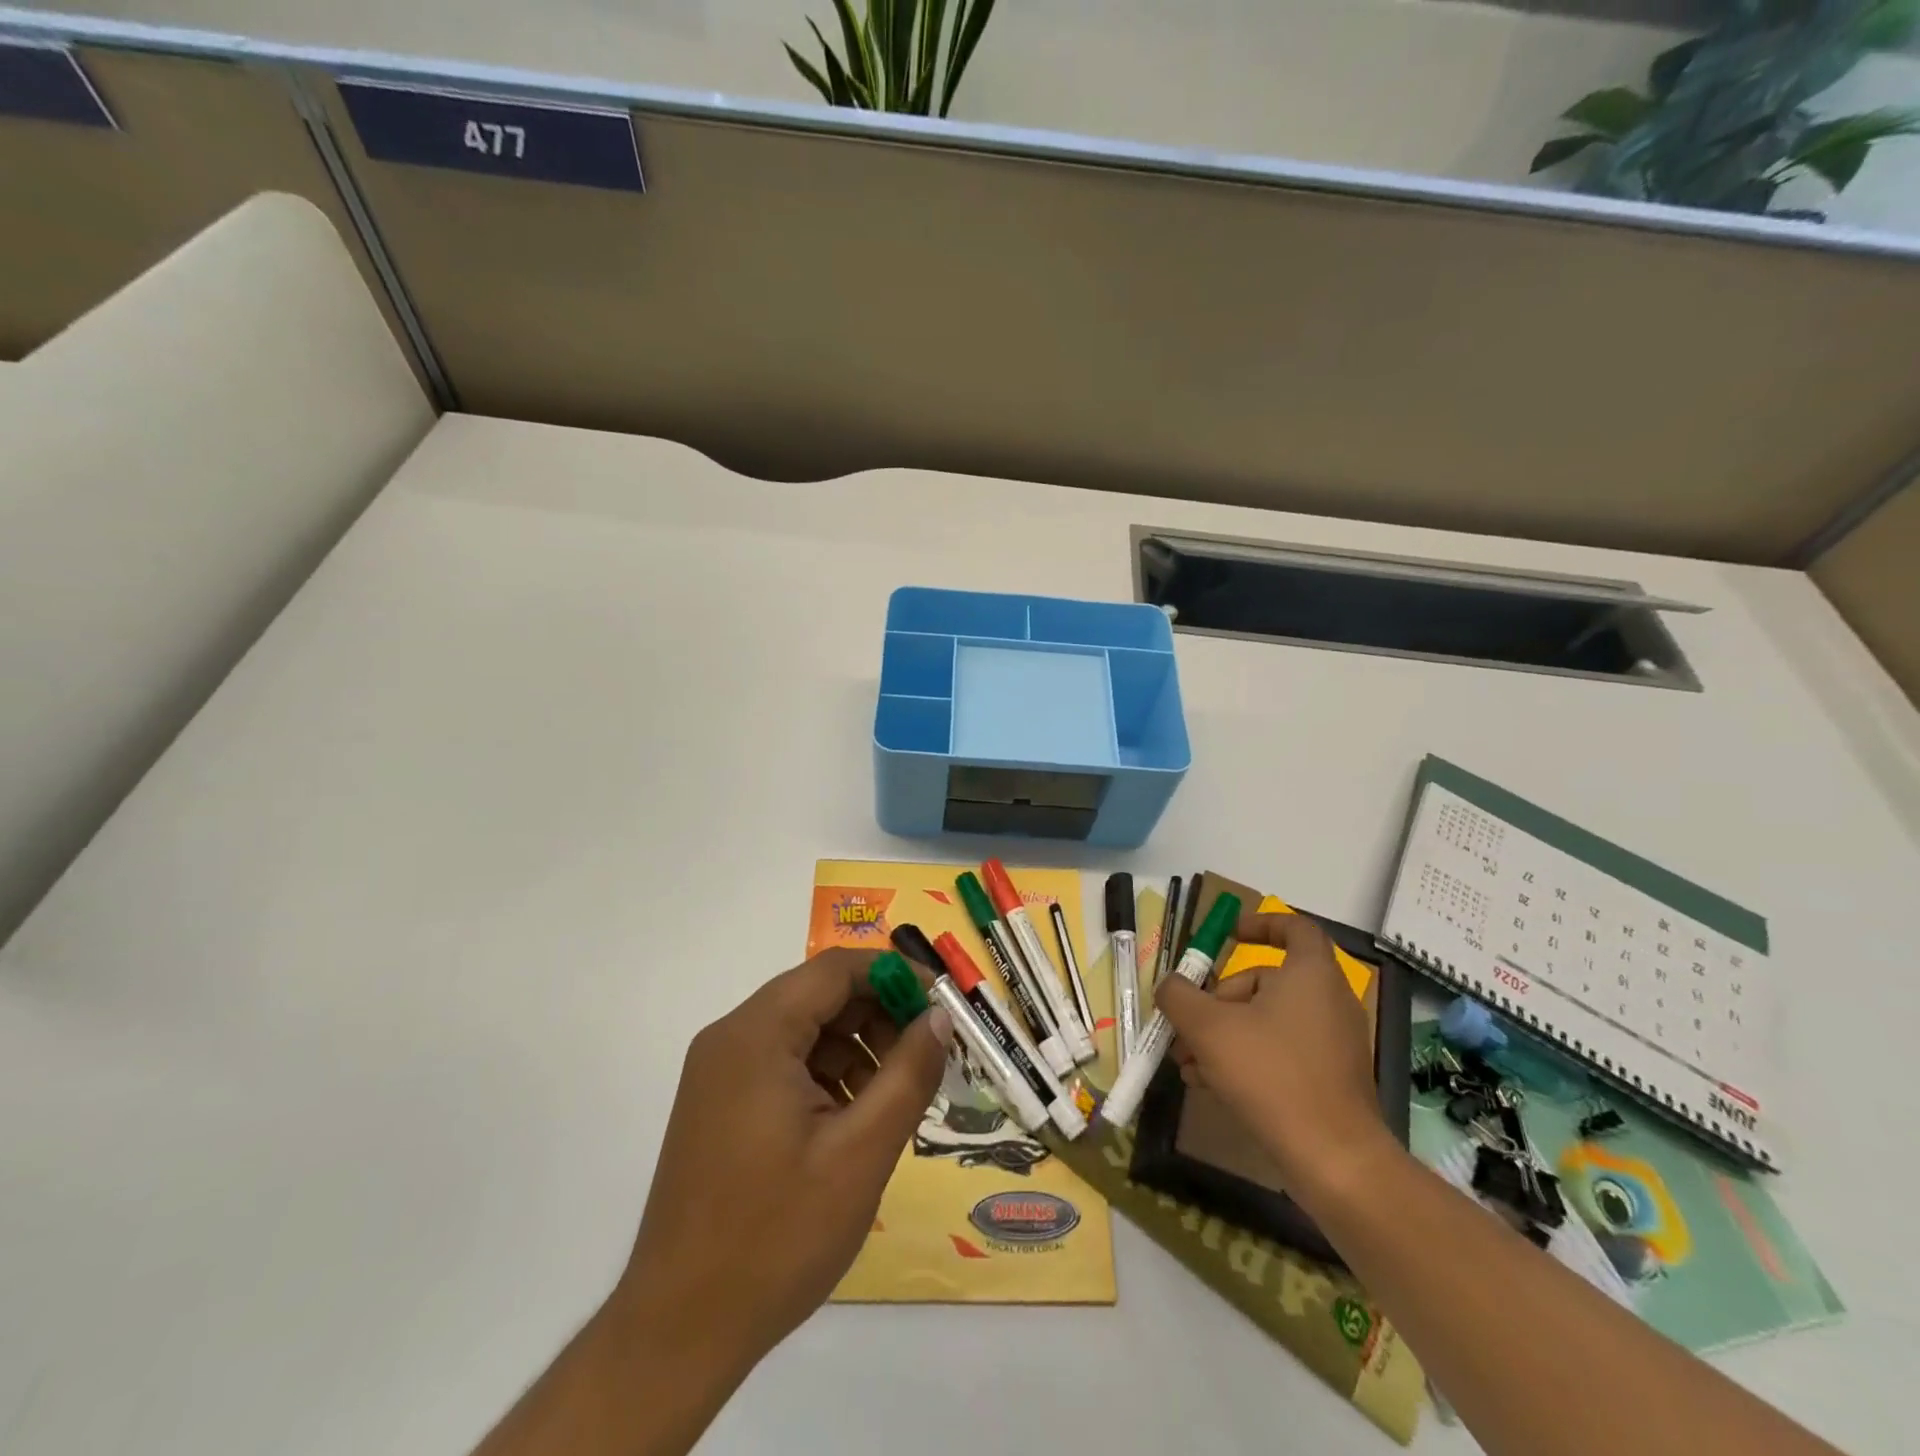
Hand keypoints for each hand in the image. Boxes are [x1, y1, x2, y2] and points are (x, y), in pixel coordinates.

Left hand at [613, 948, 951, 1373]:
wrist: (678, 1333)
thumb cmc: (775, 1238)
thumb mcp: (860, 1154)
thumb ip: (908, 1074)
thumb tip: (940, 1017)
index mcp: (756, 1035)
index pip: (835, 970)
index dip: (894, 975)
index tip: (940, 1005)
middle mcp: (731, 1038)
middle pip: (819, 996)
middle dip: (878, 1016)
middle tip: (923, 1059)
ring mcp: (720, 1072)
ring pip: (805, 1029)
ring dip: (856, 1048)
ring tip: (892, 1099)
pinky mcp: (720, 1103)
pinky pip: (785, 1063)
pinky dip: (827, 1075)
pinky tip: (854, 1120)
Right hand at [1157, 912, 1388, 1196]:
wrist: (1334, 1159)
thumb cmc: (1271, 1074)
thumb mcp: (1208, 1027)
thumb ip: (1179, 996)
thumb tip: (1170, 986)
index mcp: (1310, 974)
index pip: (1295, 927)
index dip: (1261, 924)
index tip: (1228, 937)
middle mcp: (1329, 1000)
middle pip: (1266, 981)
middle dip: (1219, 1000)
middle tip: (1188, 1026)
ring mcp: (1334, 1043)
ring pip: (1268, 1021)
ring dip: (1224, 1034)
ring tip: (1189, 1064)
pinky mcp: (1332, 1079)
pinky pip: (1282, 1052)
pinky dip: (1248, 1058)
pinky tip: (1212, 1085)